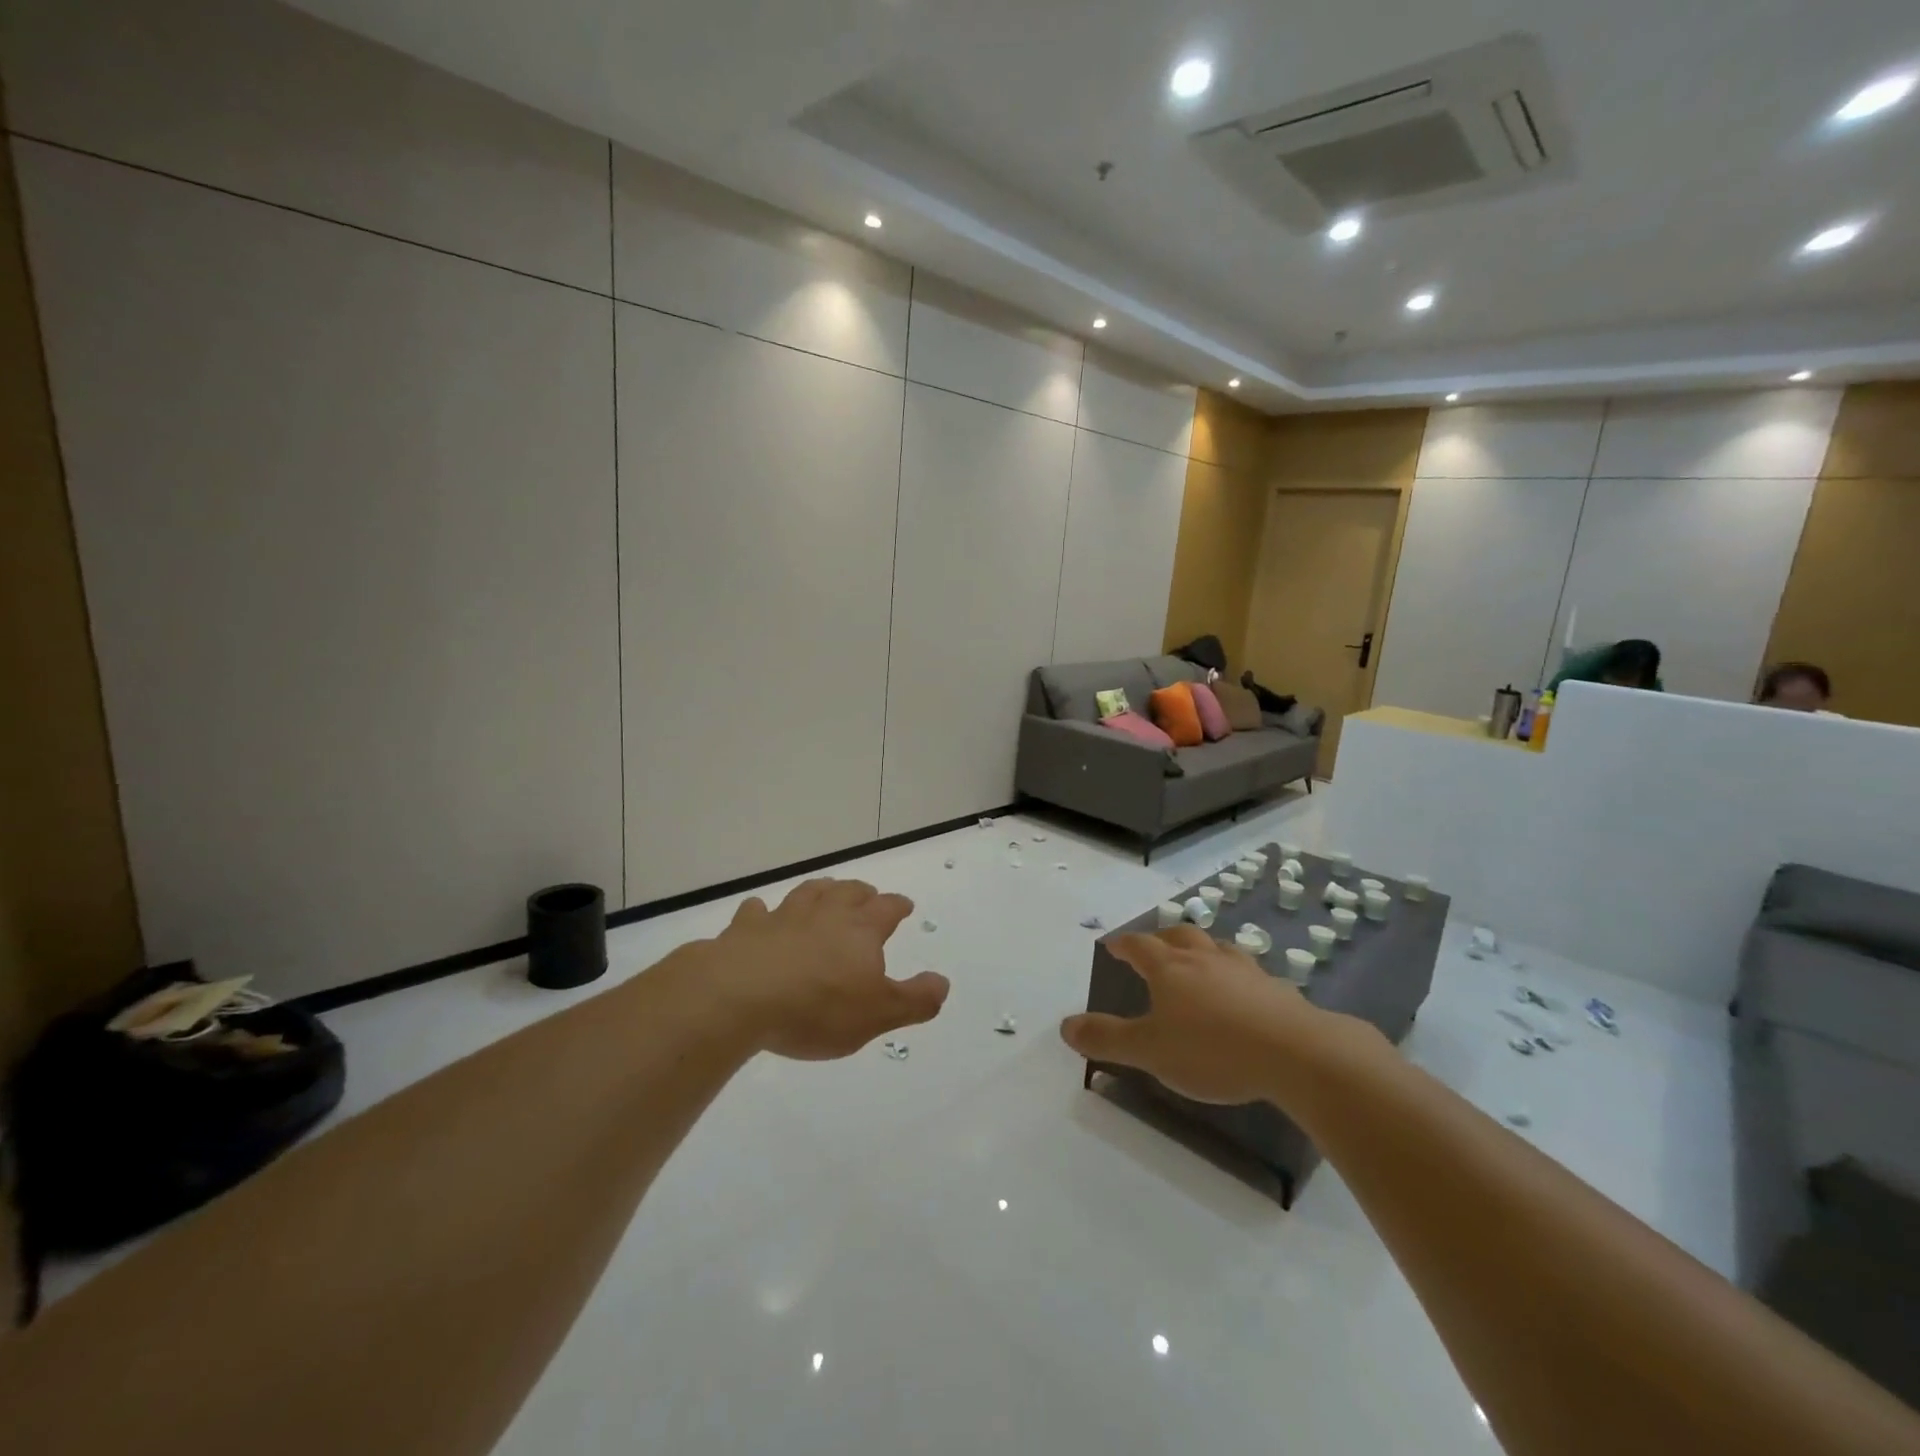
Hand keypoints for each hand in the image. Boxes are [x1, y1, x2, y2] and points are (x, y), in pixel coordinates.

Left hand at [708, 878, 949, 1059]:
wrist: (740, 996)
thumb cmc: (817, 1007)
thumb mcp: (877, 1014)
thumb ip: (914, 999)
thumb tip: (943, 982)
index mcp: (860, 930)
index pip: (887, 908)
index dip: (898, 906)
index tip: (904, 905)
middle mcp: (824, 914)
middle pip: (848, 892)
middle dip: (861, 892)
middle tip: (867, 895)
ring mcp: (783, 918)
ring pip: (807, 893)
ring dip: (820, 891)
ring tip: (825, 891)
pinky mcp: (746, 930)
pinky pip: (756, 913)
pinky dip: (762, 912)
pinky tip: (760, 913)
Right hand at [1059, 927, 1315, 1103]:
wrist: (1296, 1053)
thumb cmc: (1212, 1050)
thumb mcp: (1150, 1051)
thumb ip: (1107, 1039)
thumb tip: (1064, 1026)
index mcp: (1169, 968)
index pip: (1139, 945)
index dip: (1123, 944)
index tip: (1113, 945)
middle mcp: (1204, 959)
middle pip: (1179, 935)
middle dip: (1162, 937)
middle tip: (1155, 946)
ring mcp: (1244, 970)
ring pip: (1216, 947)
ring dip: (1201, 949)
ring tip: (1199, 960)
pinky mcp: (1276, 988)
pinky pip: (1249, 972)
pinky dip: (1236, 975)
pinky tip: (1243, 992)